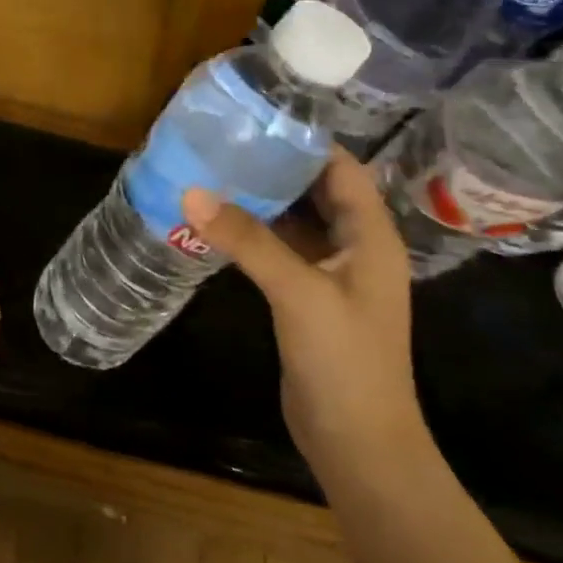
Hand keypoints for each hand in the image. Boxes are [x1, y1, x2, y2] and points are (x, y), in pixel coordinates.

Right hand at [183, 149, 427, 483]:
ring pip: (294, 220)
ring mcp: (330, 274)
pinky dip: (252, 233)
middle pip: (315, 190)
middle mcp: (354, 247)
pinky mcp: (306, 297)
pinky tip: (216, 221)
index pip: (340, 168)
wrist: (358, 444)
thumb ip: (248, 240)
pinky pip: (279, 250)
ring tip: (212, 170)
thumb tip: (192, 192)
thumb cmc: (344, 362)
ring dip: (259, 199)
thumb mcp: (298, 293)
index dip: (304, 141)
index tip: (255, 118)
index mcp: (370, 236)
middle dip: (273, 165)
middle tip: (222, 141)